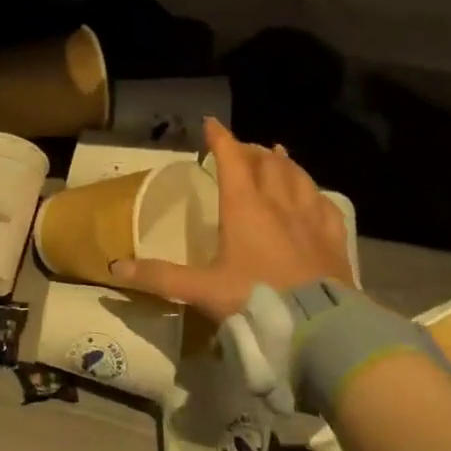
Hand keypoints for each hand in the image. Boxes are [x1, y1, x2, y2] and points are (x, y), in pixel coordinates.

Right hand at [111, 118, 353, 323]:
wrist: (318, 327)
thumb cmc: (254, 300)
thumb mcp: (201, 290)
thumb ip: (159, 277)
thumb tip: (115, 267)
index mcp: (245, 208)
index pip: (232, 161)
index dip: (221, 139)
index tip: (211, 124)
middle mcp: (280, 204)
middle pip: (267, 163)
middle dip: (252, 150)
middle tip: (241, 148)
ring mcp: (311, 220)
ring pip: (298, 178)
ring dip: (284, 163)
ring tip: (276, 155)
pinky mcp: (334, 239)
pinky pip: (325, 204)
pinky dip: (313, 192)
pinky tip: (313, 195)